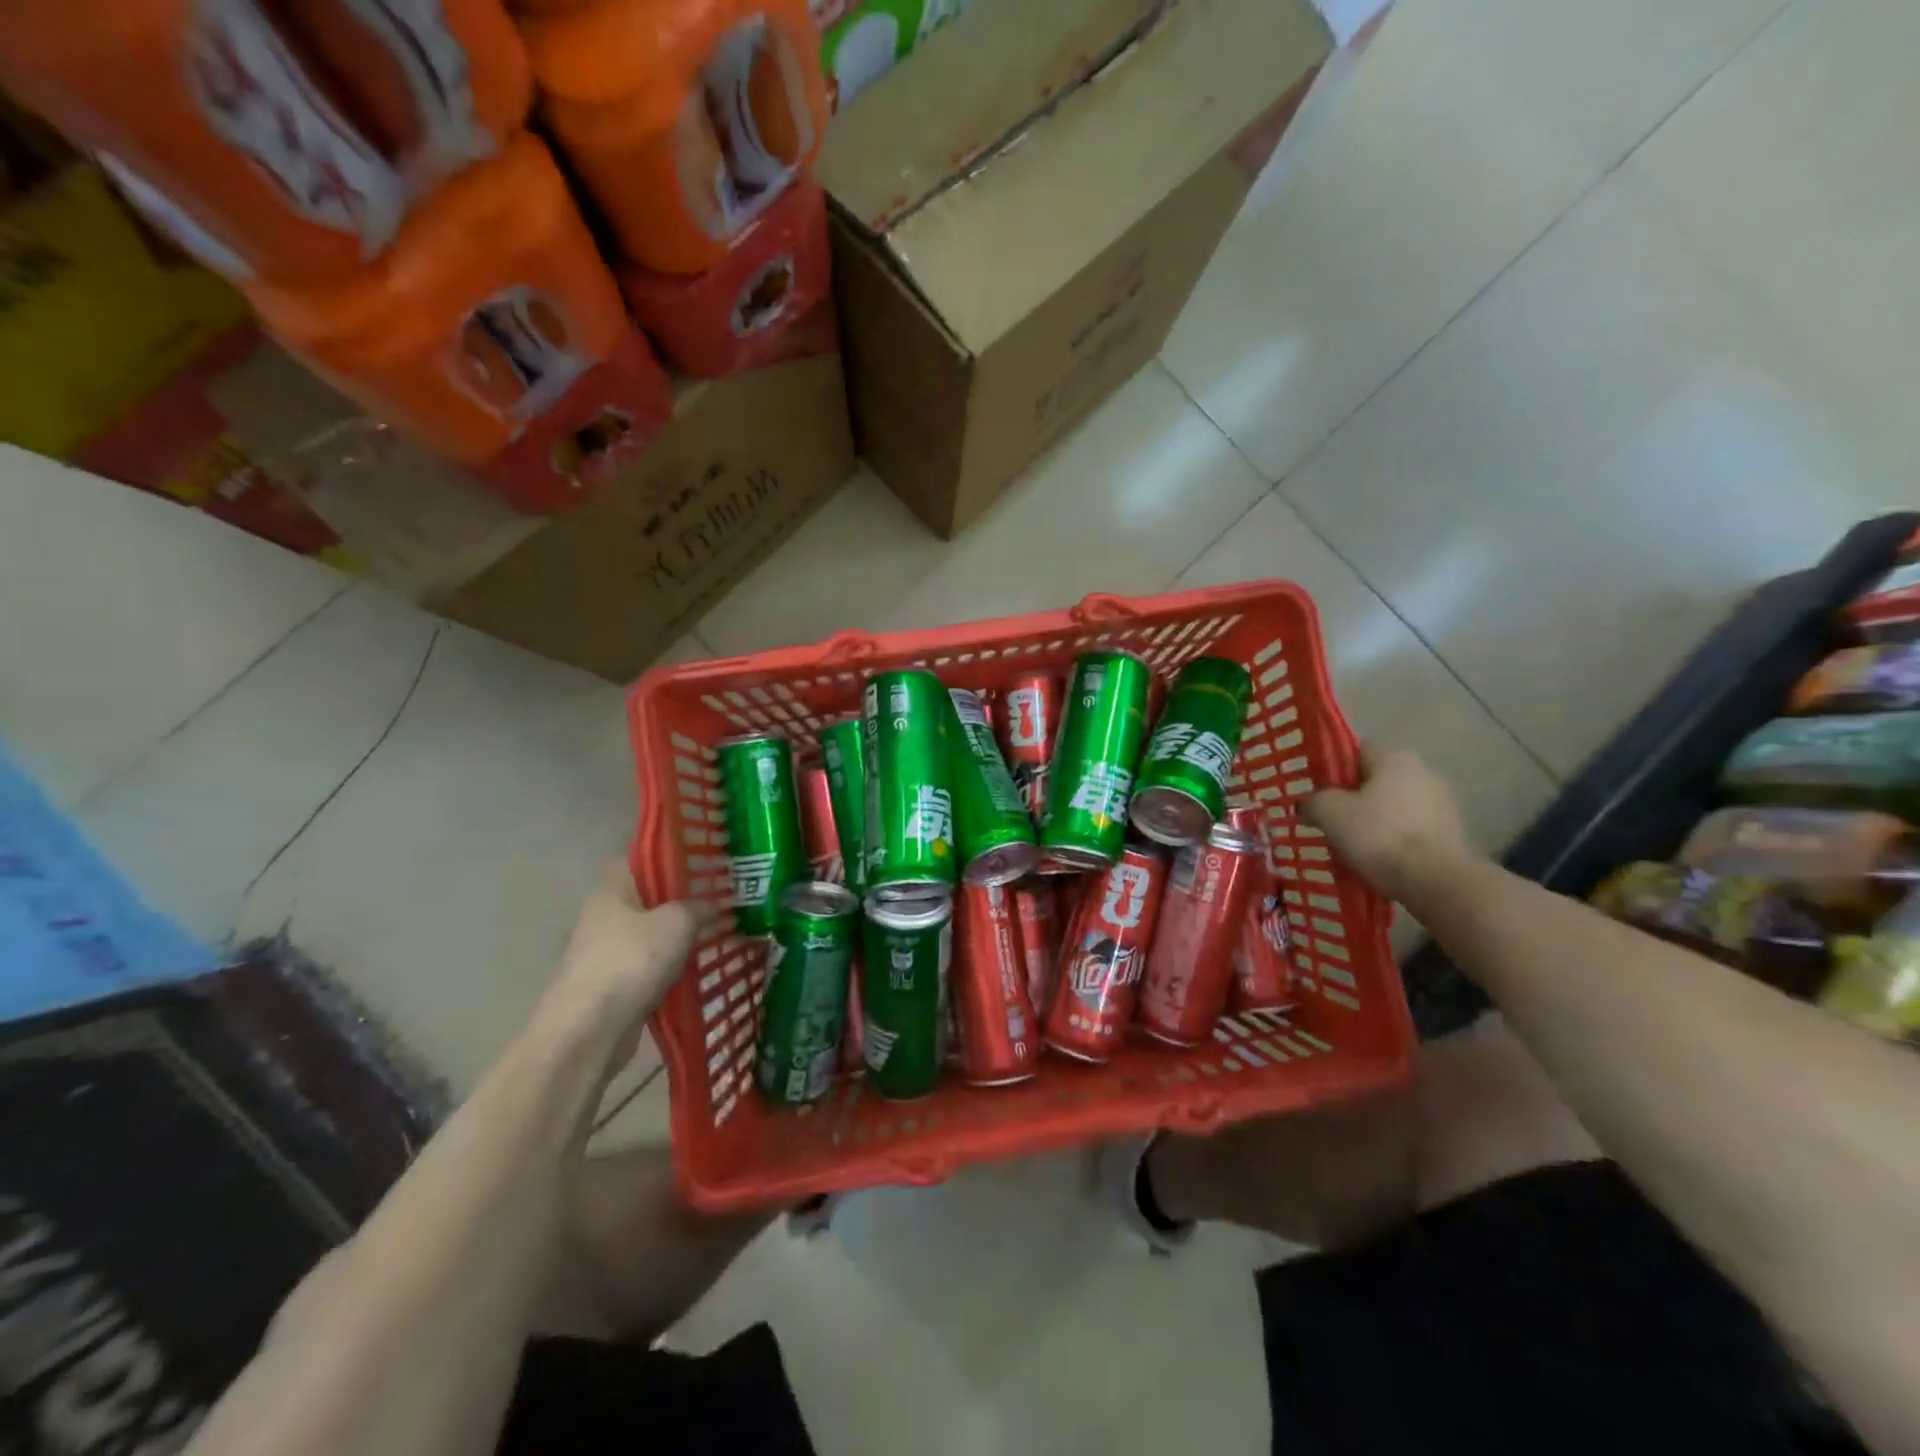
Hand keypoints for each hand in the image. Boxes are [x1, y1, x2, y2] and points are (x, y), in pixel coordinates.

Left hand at [539, 864, 714, 1067]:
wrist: (588, 1031)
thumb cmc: (631, 961)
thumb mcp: (677, 922)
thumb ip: (699, 907)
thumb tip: (714, 903)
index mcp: (612, 890)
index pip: (642, 860)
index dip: (673, 857)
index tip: (706, 862)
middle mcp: (604, 916)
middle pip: (650, 898)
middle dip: (684, 900)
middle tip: (722, 898)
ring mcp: (606, 953)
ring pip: (652, 934)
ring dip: (680, 936)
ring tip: (719, 932)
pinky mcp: (613, 985)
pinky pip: (650, 965)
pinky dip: (672, 966)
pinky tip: (700, 967)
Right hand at [1304, 746, 1475, 905]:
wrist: (1436, 882)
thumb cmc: (1378, 835)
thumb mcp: (1329, 812)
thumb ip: (1313, 801)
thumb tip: (1307, 804)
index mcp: (1394, 758)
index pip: (1354, 751)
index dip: (1330, 768)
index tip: (1314, 790)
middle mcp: (1423, 772)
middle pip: (1374, 780)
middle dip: (1351, 798)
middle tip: (1328, 820)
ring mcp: (1442, 803)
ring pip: (1392, 806)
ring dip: (1372, 820)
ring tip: (1349, 844)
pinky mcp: (1451, 833)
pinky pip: (1409, 829)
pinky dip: (1392, 839)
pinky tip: (1376, 858)